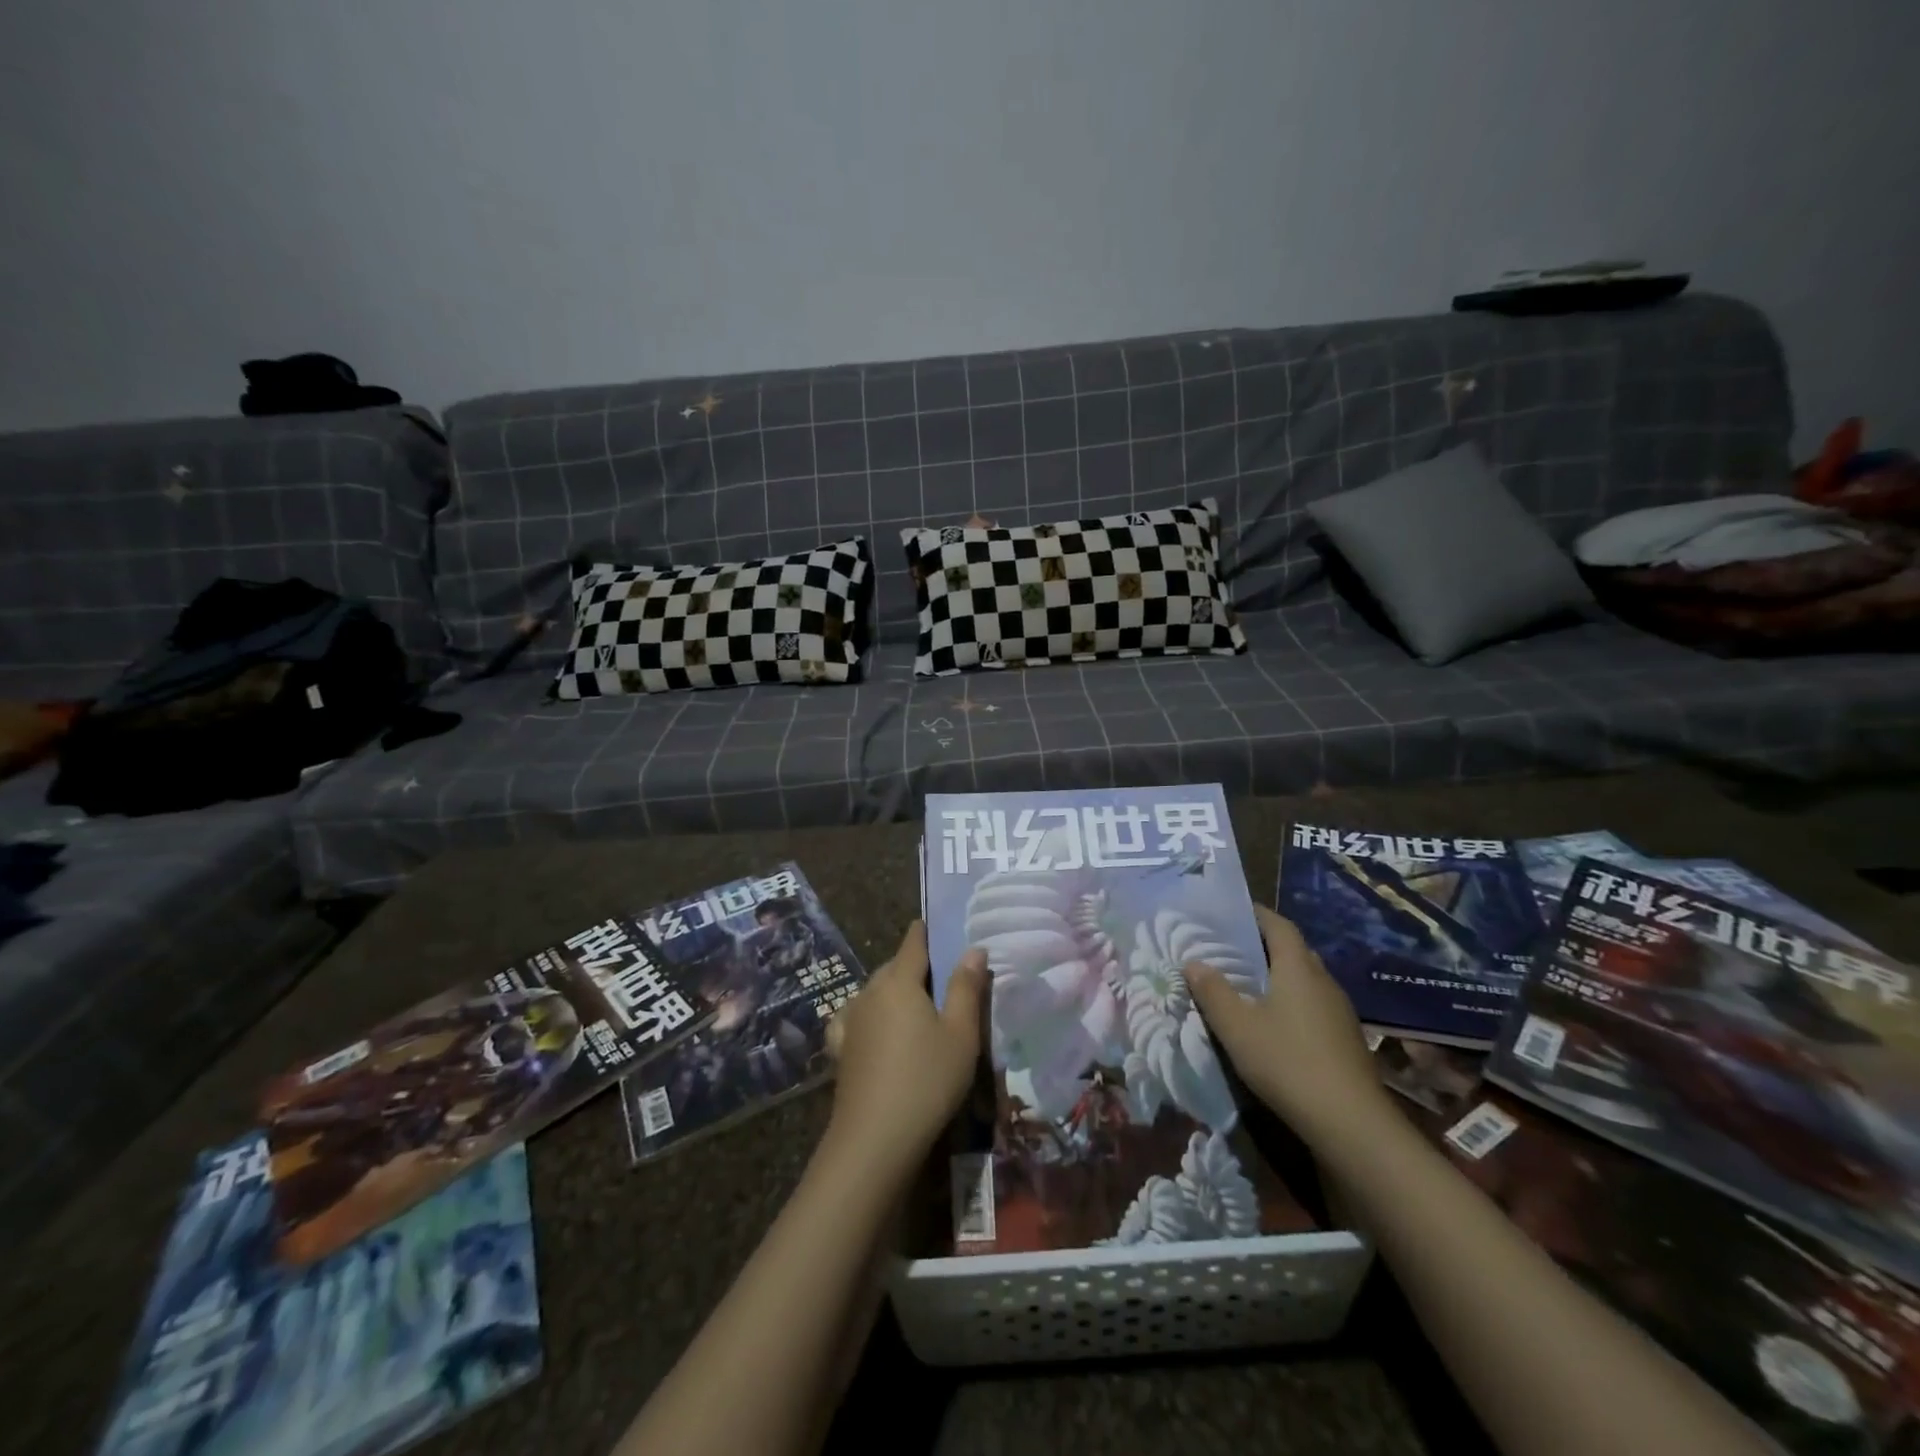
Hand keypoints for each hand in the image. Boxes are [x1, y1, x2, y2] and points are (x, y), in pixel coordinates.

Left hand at [824, 921, 987, 1172]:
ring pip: (875, 992)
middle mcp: (870, 992)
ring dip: (893, 991)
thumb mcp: (961, 1034)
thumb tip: (974, 948)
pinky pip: (856, 1017)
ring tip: (916, 1006)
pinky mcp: (841, 1049)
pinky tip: (871, 1025)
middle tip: (940, 977)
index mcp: (900, 981)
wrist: (874, 1138)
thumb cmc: (927, 1079)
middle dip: (914, 965)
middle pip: (894, 967)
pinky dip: (868, 1014)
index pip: (913, 944)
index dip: (925, 933)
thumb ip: (967, 987)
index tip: (935, 926)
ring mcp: (851, 1020)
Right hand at [1186, 905, 1392, 1148]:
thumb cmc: (1287, 1062)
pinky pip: (1312, 1005)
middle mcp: (1323, 981)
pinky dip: (1290, 1003)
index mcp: (1298, 968)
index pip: (1278, 925)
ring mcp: (1339, 1011)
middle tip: (1228, 949)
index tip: (1230, 912)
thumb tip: (1193, 961)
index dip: (1256, 914)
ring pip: (1303, 980)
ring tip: (1244, 985)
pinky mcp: (1345, 1039)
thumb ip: (1212, 991)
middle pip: (1292, 950)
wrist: (1351, 1123)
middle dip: (1262, 945)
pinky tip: (1272, 1024)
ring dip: (1276, 976)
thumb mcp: (1237, 1026)